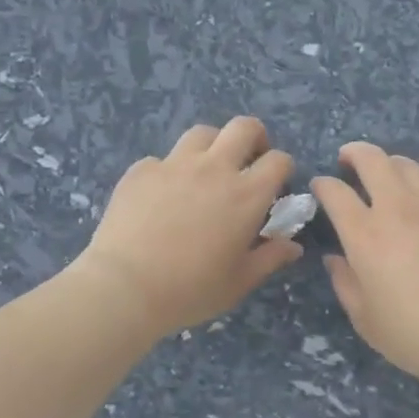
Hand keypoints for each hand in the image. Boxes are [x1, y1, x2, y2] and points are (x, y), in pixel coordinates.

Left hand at [74, 118, 301, 337]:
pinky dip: (169, 171)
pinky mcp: (142, 170)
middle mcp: (215, 168)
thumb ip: (270, 258)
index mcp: (247, 194)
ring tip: (206, 170)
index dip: (282, 168)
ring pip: (202, 133)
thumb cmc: (191, 289)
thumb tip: (293, 245)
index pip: (278, 160)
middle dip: (254, 137)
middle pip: (244, 127)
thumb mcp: (239, 282)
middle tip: (249, 159)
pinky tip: (161, 195)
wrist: (125, 287)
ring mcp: (175, 164)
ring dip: (212, 146)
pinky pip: (162, 159)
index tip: (275, 184)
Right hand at [311, 143, 418, 388]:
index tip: (319, 187)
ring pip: (409, 166)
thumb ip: (344, 282)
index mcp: (365, 235)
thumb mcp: (364, 318)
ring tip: (387, 175)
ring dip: (391, 165)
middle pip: (373, 160)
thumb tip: (335, 259)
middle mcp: (397, 210)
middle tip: (348, 159)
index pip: (335, 192)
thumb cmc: (413, 335)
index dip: (322, 185)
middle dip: (355, 152)